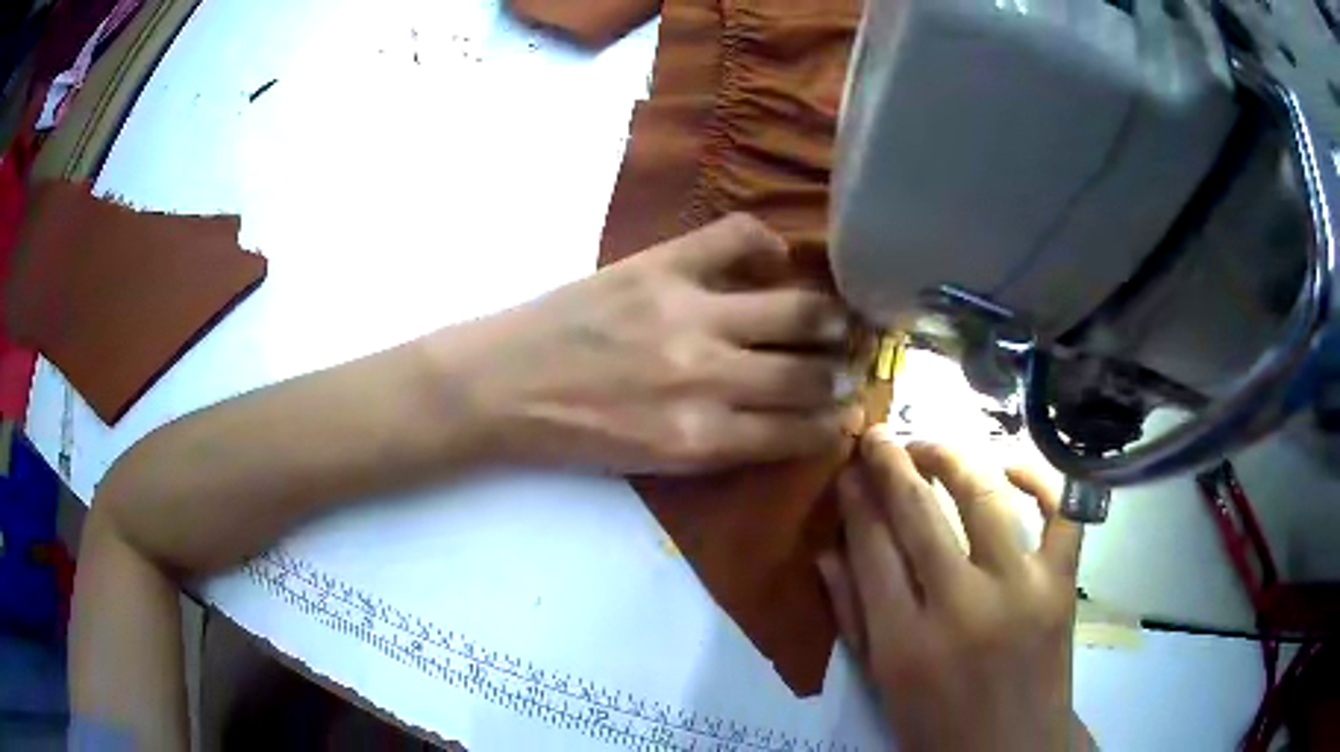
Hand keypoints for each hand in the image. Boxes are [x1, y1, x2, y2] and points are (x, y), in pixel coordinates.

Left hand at [427, 214, 862, 473]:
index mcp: (700, 438)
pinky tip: (773, 260)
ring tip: (837, 318)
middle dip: (843, 373)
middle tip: (851, 366)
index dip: (833, 424)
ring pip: (794, 309)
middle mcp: (706, 377)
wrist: (500, 385)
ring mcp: (686, 313)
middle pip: (807, 373)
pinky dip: (767, 245)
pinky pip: (737, 237)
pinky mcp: (660, 266)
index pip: (797, 432)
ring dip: (829, 318)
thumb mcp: (653, 462)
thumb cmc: (571, 434)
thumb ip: (722, 444)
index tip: (848, 414)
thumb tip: (784, 420)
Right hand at [818, 431, 1083, 751]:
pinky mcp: (1061, 584)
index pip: (872, 547)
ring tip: (929, 446)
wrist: (1012, 749)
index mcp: (905, 642)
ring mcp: (1020, 589)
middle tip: (879, 436)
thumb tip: (825, 553)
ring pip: (984, 497)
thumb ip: (851, 617)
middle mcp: (961, 606)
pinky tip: (1013, 468)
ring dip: (951, 458)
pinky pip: (1061, 512)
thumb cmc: (937, 725)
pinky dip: (1041, 479)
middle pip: (919, 513)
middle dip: (892, 464)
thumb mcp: (880, 683)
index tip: (849, 470)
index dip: (857, 500)